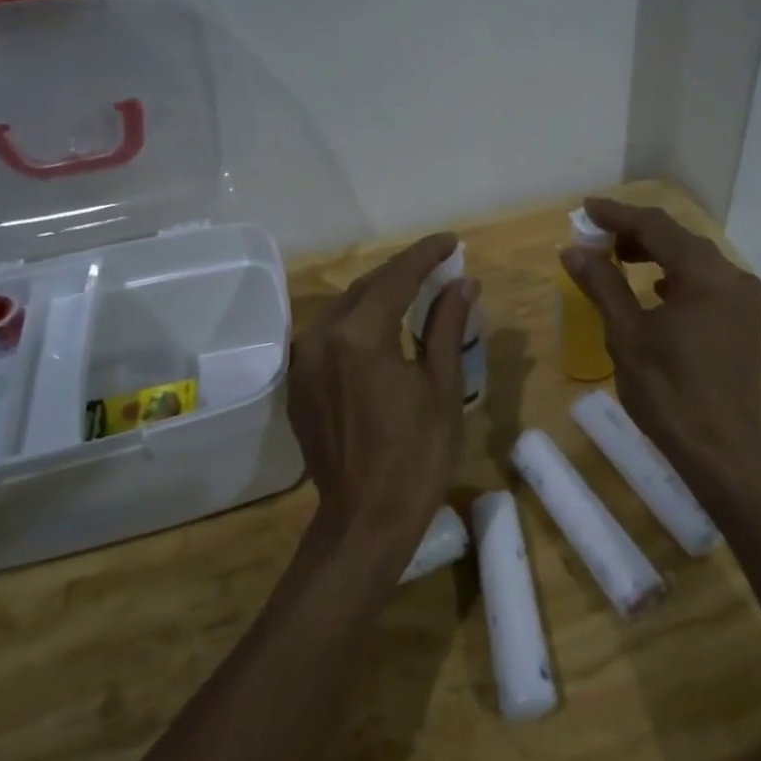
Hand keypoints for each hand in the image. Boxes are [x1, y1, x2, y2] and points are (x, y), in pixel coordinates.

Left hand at [288, 234, 476, 554]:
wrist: (366, 519)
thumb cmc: (416, 455)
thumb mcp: (442, 386)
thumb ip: (446, 326)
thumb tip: (462, 282)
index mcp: (358, 336)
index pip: (396, 278)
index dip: (425, 255)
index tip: (451, 241)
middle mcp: (320, 338)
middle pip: (365, 288)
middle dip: (402, 272)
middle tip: (438, 263)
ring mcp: (302, 362)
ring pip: (344, 310)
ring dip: (379, 295)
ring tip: (414, 289)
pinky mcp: (298, 384)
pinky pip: (329, 336)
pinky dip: (358, 323)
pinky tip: (382, 326)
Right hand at [561, 199, 760, 478]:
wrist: (723, 449)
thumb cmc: (669, 391)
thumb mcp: (627, 334)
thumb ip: (602, 285)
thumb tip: (574, 250)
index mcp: (706, 274)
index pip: (656, 227)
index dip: (618, 215)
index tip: (585, 208)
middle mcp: (733, 277)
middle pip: (679, 239)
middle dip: (636, 233)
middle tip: (597, 236)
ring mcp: (743, 300)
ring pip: (694, 260)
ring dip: (656, 254)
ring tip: (618, 258)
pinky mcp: (743, 321)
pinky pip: (706, 282)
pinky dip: (676, 277)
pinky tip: (656, 290)